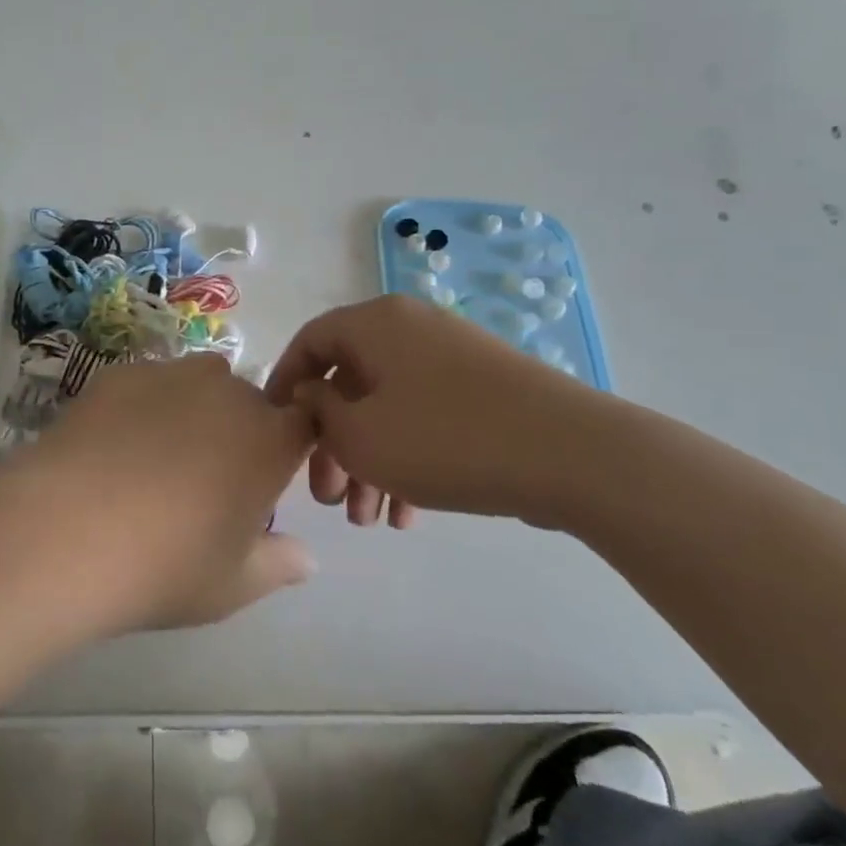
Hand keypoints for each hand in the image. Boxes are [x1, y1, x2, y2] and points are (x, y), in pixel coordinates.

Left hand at [13, 354, 317, 633]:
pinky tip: (113, 446)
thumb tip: (307, 558)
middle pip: (249, 401)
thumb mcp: (233, 585)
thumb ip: (279, 565)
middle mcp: (228, 393)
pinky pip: (149, 383)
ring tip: (158, 457)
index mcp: (269, 439)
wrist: (67, 532)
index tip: (265, 480)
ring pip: (200, 382)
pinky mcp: (120, 374)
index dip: (288, 447)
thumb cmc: (166, 566)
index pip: (303, 423)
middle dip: (240, 431)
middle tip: (207, 480)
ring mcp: (170, 376)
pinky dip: (144, 406)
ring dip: (195, 409)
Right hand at [264, 295, 614, 529]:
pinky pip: (426, 417)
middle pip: (351, 382)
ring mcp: (452, 358)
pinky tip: (409, 515)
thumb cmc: (443, 439)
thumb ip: (319, 411)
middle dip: (332, 445)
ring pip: (388, 407)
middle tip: (327, 498)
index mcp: (375, 324)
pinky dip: (408, 458)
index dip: (285, 384)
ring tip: (367, 521)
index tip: (276, 429)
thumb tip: (310, 394)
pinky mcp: (484, 390)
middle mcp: (411, 329)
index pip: (311, 341)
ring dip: (369, 462)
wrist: (569, 453)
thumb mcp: (360, 435)